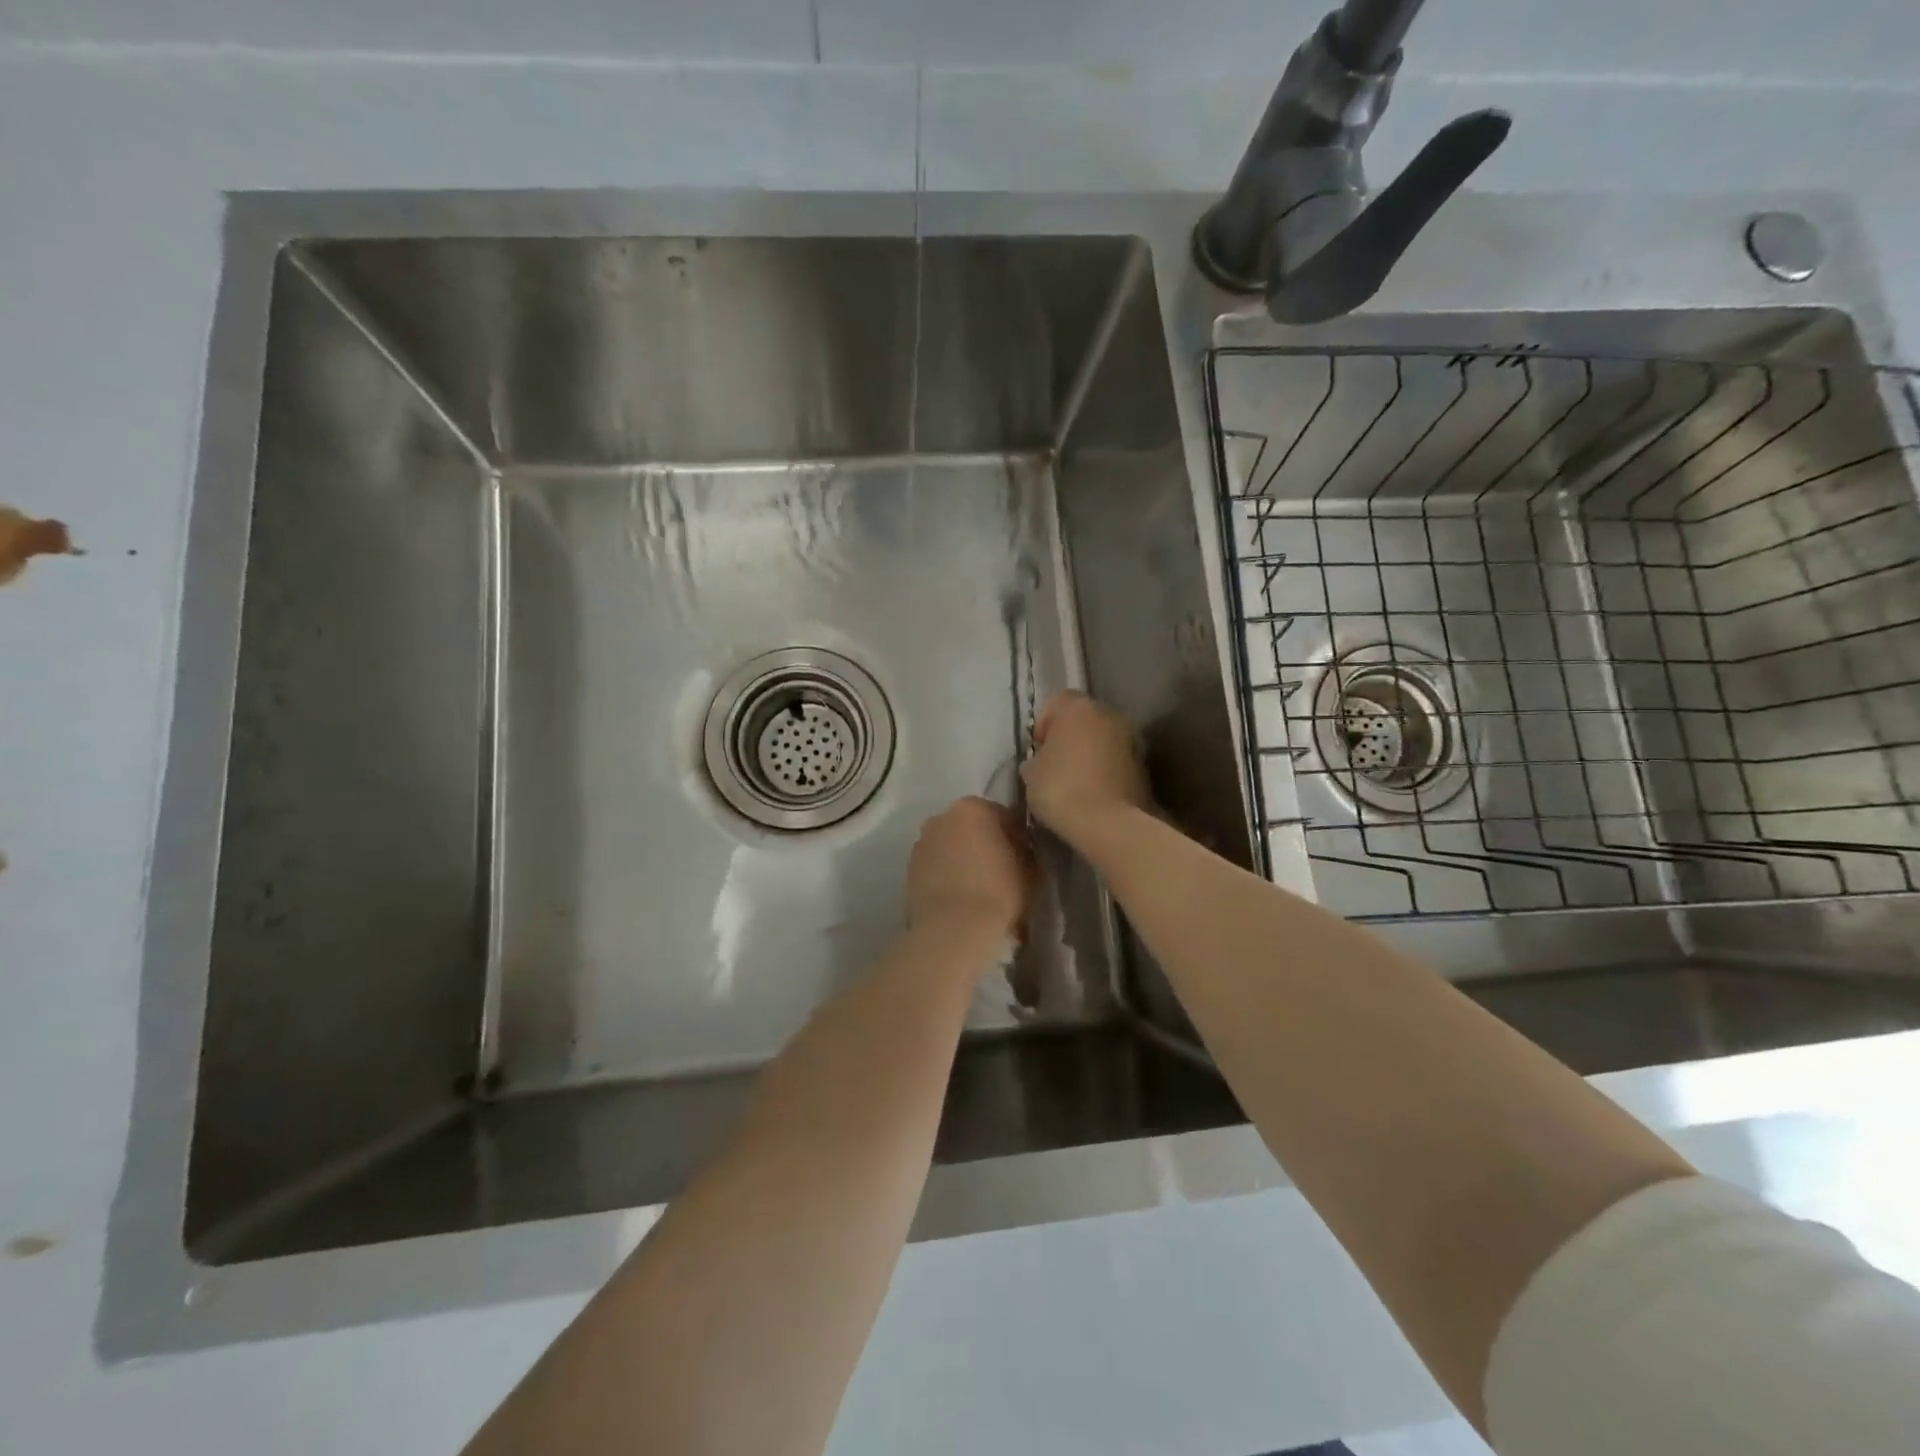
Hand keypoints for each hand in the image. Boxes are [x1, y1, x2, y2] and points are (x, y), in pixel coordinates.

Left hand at [907, 797, 1032, 941]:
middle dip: (986, 844)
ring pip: (951, 847)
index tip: (1025, 857)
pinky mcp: (909, 872)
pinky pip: (936, 868)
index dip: (1017, 837)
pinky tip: (960, 898)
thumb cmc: (998, 892)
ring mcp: (921, 844)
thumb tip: (1020, 852)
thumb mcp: (1029, 869)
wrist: (954, 930)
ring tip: (979, 888)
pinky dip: (947, 876)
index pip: (1003, 815)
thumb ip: (1024, 851)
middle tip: (1003, 871)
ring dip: (964, 860)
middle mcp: (941, 818)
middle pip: (971, 828)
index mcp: (972, 808)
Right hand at [1020, 691, 1151, 844]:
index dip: (1044, 724)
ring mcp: (1132, 738)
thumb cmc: (1061, 789)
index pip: (1057, 702)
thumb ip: (1036, 759)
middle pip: (1084, 718)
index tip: (1038, 749)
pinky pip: (1118, 760)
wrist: (1109, 823)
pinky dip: (1107, 769)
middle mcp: (1109, 714)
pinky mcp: (1145, 765)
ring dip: (1091, 753)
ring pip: (1104, 738)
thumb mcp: (1031, 775)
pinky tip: (1094, 792)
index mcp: (1078, 708)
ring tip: (1076, 782)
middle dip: (1070, 737)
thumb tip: (1040, 762)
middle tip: (1055, 764)